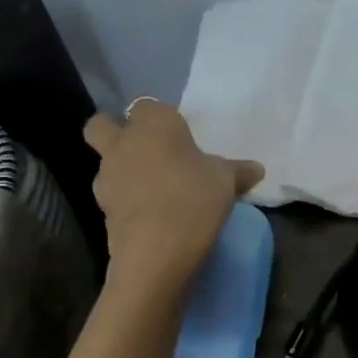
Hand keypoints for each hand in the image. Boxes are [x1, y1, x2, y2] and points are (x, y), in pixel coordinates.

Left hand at [85, 101, 262, 288]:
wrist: (156, 251)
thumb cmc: (194, 199)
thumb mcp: (227, 182)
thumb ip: (238, 171)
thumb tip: (256, 169)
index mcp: (154, 125)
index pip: (148, 106)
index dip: (161, 119)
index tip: (180, 137)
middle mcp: (123, 143)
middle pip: (102, 125)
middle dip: (116, 132)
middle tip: (148, 151)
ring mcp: (106, 177)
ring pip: (105, 162)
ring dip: (123, 170)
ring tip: (155, 190)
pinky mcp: (102, 209)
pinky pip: (114, 195)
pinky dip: (127, 201)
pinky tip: (152, 215)